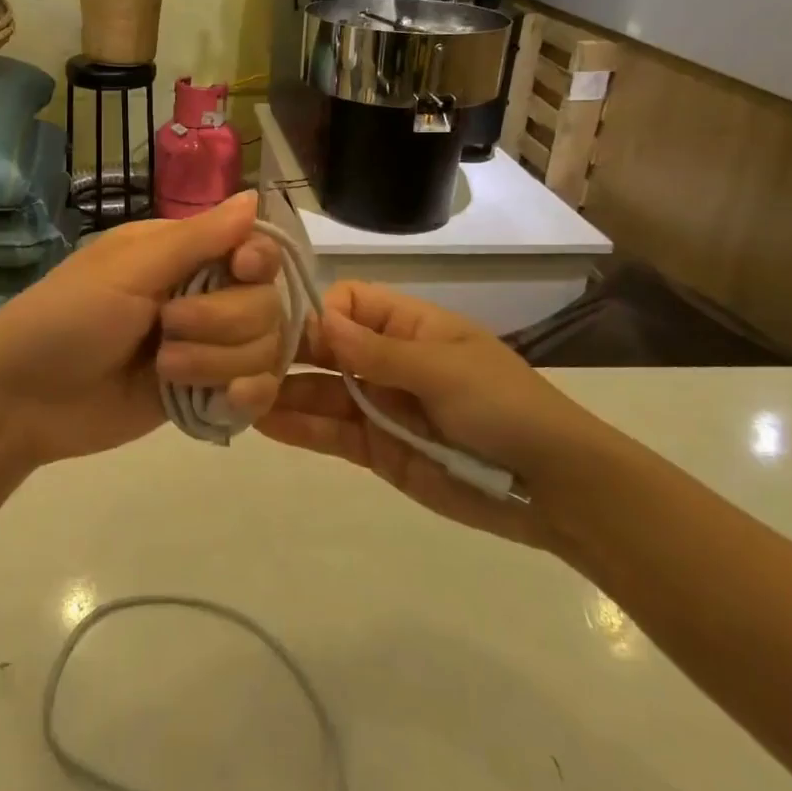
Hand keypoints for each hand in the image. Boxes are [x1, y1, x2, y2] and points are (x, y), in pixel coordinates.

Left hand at [0, 192, 284, 469]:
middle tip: (166, 329)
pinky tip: (223, 400)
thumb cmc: (67, 317)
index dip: (259, 261)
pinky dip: (247, 396)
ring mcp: (206, 348)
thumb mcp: (129, 269)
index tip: (241, 271)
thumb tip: (254, 195)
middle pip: (266, 302)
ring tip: (164, 371)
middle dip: (222, 321)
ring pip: (264, 348)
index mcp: (183, 254)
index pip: (255, 248)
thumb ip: (197, 238)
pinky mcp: (204, 393)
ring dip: (218, 360)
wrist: (23, 401)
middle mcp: (203, 295)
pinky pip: (257, 391)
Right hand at [258, 283, 619, 552]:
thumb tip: (320, 319)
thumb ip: (378, 351)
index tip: (286, 329)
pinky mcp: (377, 449)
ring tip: (237, 395)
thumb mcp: (444, 369)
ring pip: (320, 392)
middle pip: (325, 347)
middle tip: (239, 361)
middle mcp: (386, 360)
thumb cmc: (504, 407)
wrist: (554, 486)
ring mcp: (379, 405)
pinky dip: (299, 427)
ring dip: (282, 392)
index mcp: (409, 326)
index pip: (347, 303)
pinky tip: (262, 424)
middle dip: (286, 352)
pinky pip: (331, 433)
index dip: (319, 313)